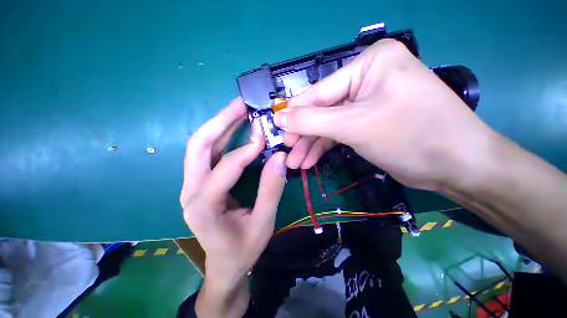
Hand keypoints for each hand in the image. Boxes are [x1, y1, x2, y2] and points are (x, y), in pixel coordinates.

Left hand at [180, 98, 286, 315]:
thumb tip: (279, 157)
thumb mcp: (263, 223)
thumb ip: (271, 190)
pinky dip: (221, 136)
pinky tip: (235, 127)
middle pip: (198, 146)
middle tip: (241, 104)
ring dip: (219, 124)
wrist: (224, 265)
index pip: (225, 168)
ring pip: (200, 146)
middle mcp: (190, 191)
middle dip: (220, 121)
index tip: (265, 136)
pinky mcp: (199, 182)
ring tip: (238, 109)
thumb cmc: (242, 249)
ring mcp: (191, 185)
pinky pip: (207, 153)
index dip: (246, 150)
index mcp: (203, 206)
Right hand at [275, 39, 492, 189]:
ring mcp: (368, 103)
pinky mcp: (369, 123)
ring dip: (311, 145)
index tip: (277, 129)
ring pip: (329, 125)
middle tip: (288, 153)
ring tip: (297, 163)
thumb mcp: (353, 126)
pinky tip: (311, 160)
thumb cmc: (411, 136)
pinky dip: (324, 147)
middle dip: (304, 135)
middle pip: (323, 111)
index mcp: (368, 65)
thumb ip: (311, 121)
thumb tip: (279, 118)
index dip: (295, 114)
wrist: (457, 165)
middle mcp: (367, 79)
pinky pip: (339, 133)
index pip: (320, 92)